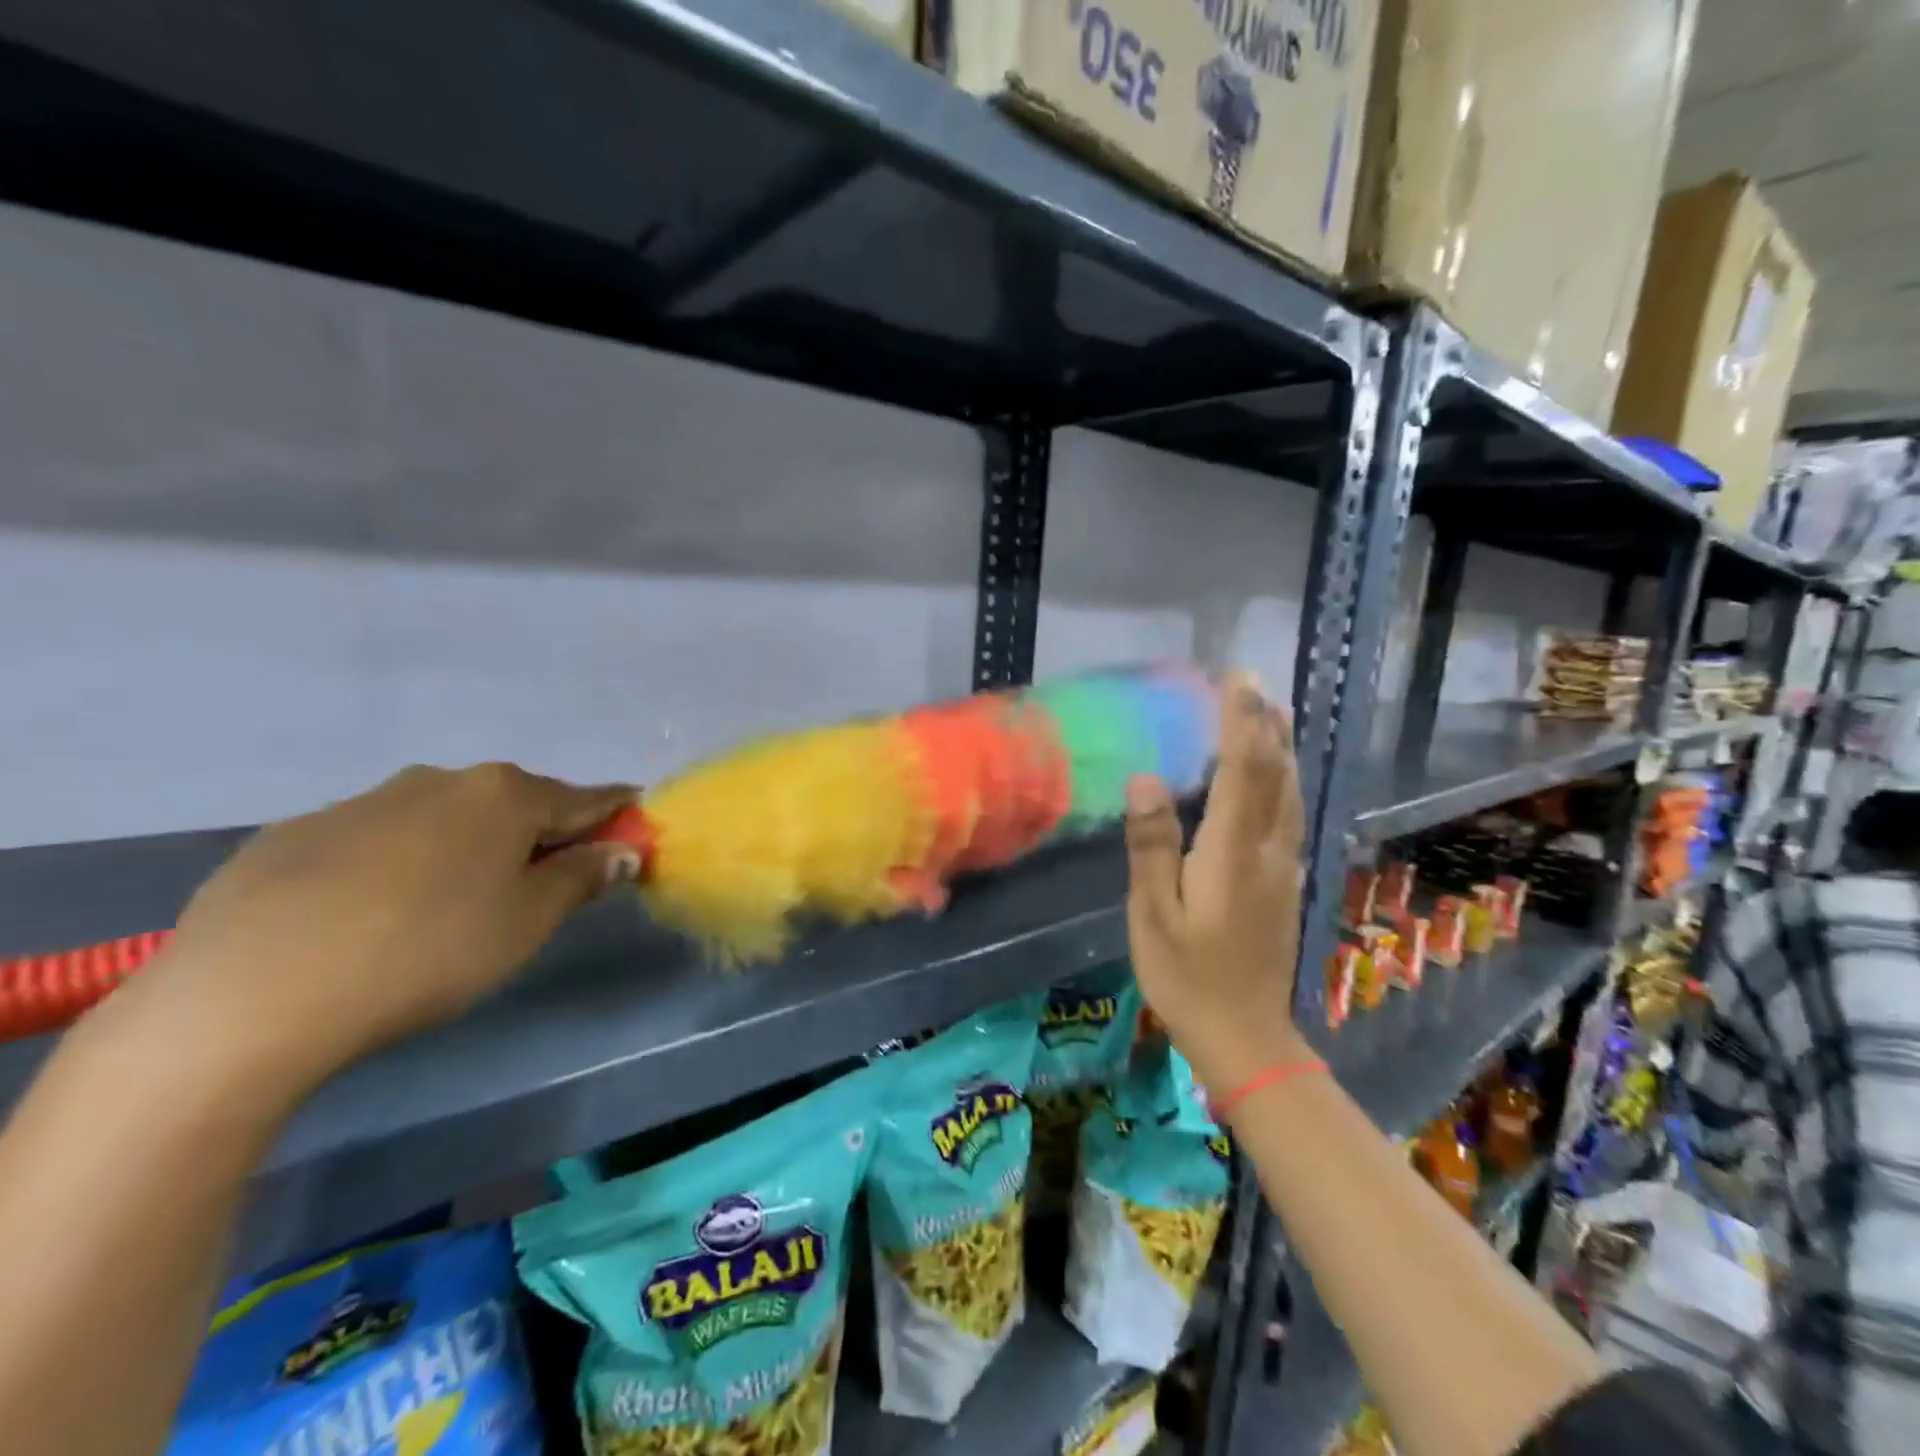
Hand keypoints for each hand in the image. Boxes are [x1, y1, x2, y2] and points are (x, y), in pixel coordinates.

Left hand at [105, 764, 639, 1096]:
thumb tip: (622, 850)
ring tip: (448, 907)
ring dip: (466, 847)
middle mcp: (441, 780)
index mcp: (505, 796)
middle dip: (537, 835)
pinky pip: (376, 839)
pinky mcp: (296, 832)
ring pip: (443, 818)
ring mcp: (363, 801)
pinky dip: (398, 862)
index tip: (633, 832)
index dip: (616, 816)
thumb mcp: (528, 923)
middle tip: (536, 888)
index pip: (586, 799)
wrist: (249, 994)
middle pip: (514, 804)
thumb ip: (583, 877)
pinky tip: (372, 914)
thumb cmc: (428, 952)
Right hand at [1123, 672, 1309, 1095]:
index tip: (1237, 678)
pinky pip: (1289, 816)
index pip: (1242, 770)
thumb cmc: (1187, 976)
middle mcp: (1267, 851)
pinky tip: (1276, 781)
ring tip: (1272, 716)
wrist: (1246, 1037)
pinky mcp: (1285, 885)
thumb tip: (1147, 780)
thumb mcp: (1153, 914)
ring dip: (1281, 749)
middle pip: (1274, 775)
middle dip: (1265, 724)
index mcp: (1231, 852)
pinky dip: (1283, 782)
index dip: (1239, 720)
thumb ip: (1152, 845)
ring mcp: (1282, 869)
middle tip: (1255, 684)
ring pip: (1289, 794)